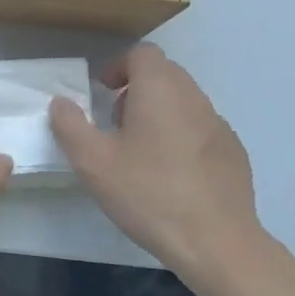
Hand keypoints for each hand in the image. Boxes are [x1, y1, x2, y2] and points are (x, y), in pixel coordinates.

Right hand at [49, 43, 264, 275]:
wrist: (216, 241)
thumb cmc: (148, 194)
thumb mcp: (94, 163)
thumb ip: (71, 126)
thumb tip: (61, 102)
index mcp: (160, 90)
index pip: (142, 54)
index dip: (119, 67)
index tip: (102, 93)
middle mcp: (194, 98)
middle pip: (164, 74)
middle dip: (136, 89)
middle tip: (115, 124)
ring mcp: (219, 125)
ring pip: (184, 102)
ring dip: (159, 113)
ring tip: (140, 153)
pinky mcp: (233, 152)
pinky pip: (201, 129)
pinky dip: (181, 137)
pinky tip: (171, 175)